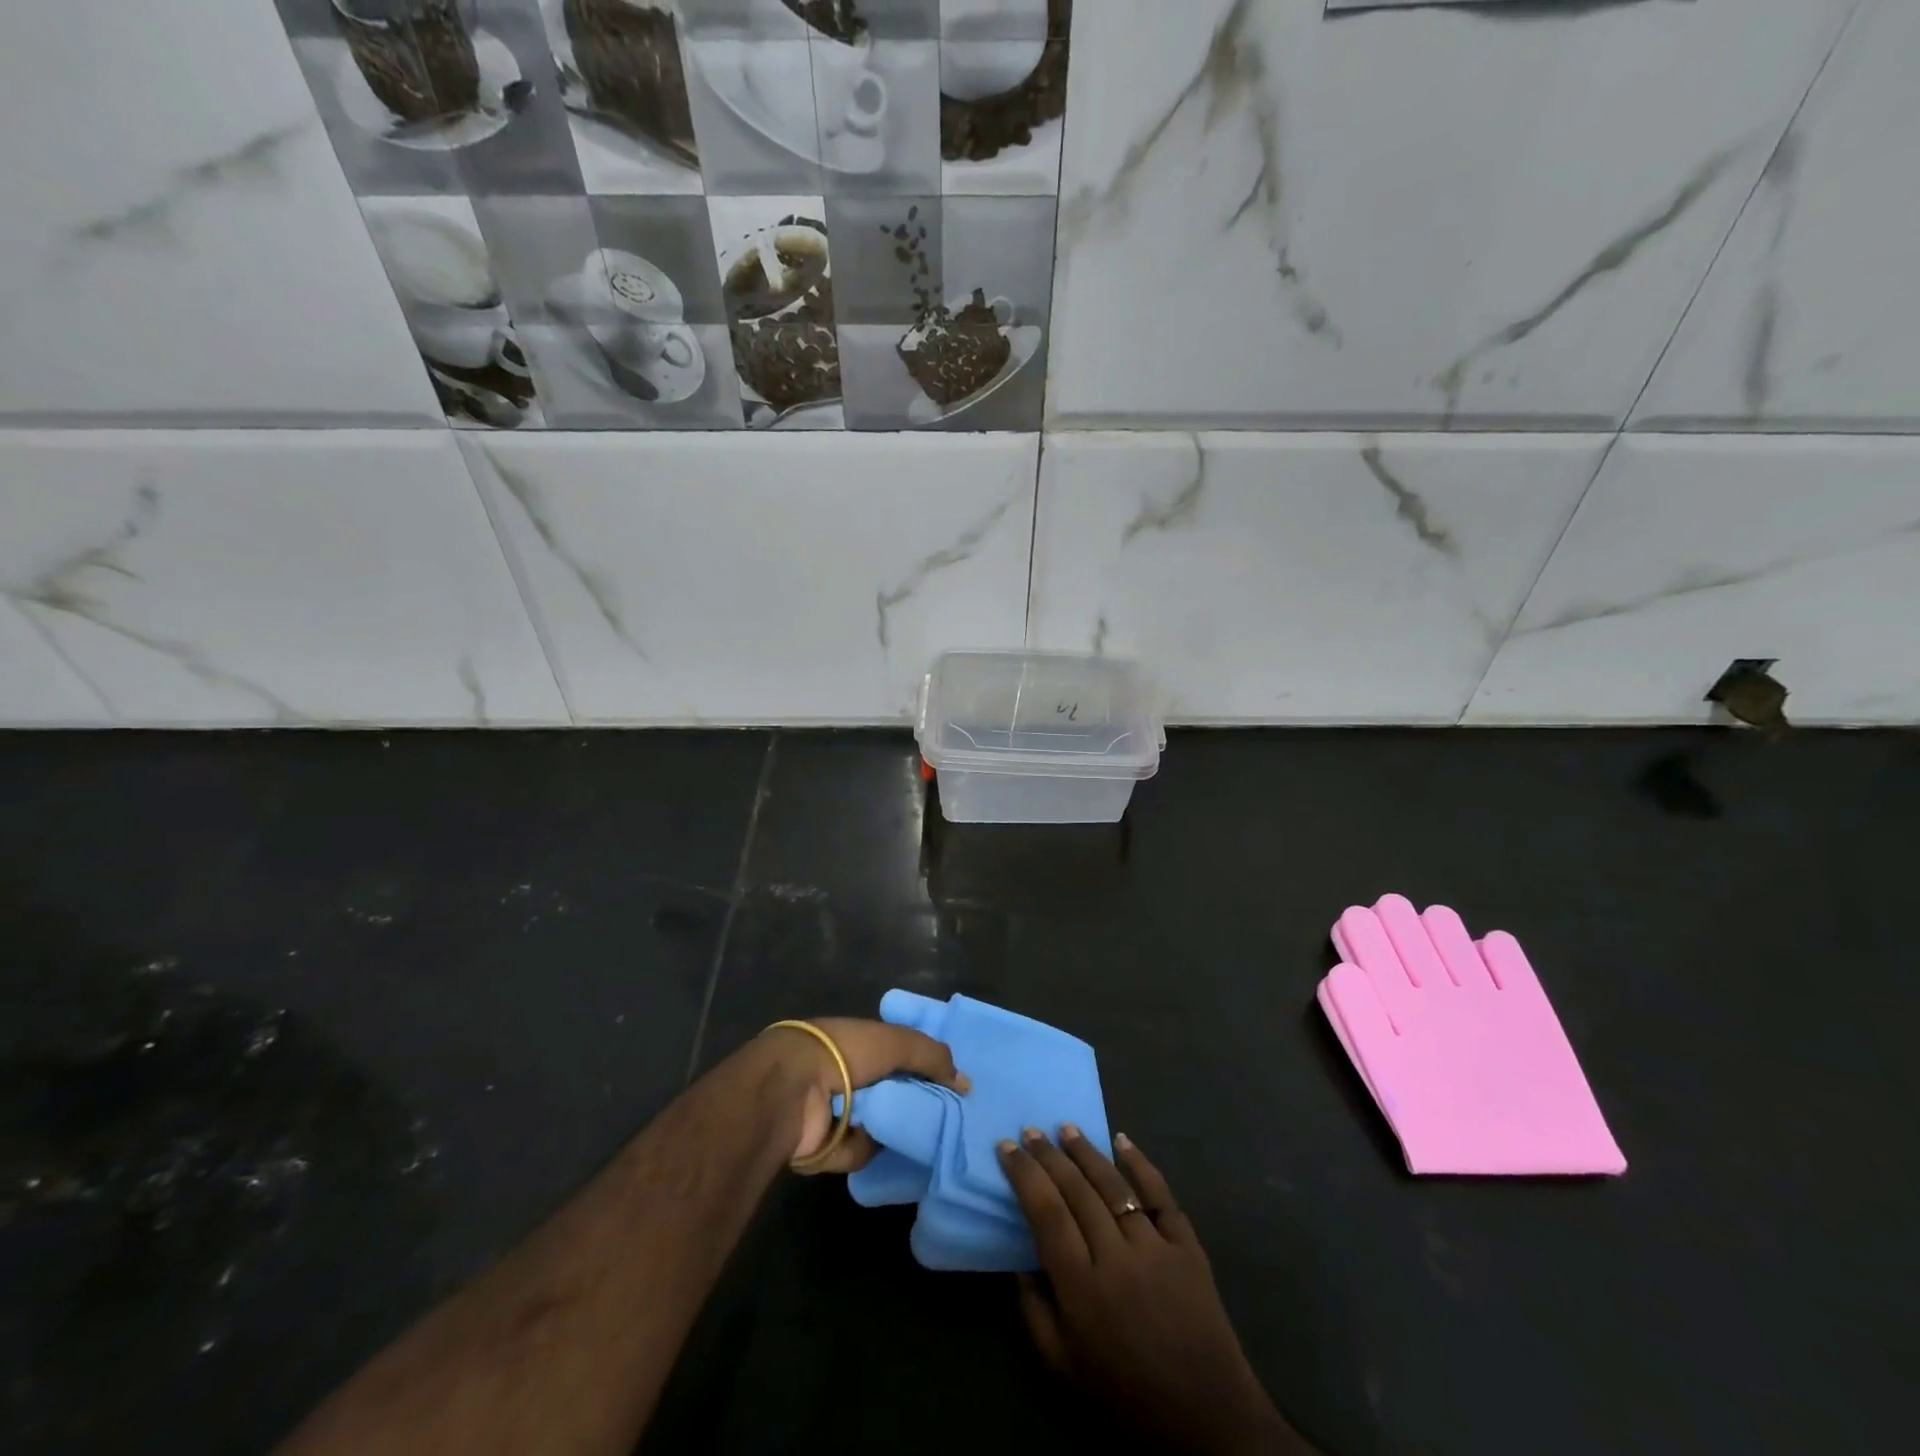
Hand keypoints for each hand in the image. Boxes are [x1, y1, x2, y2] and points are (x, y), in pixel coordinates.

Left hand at [758, 1018, 969, 1173]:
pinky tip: (875, 1144)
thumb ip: (932, 1056)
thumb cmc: (844, 1054)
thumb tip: (965, 1083)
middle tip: (948, 1120)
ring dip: (894, 1131)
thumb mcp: (896, 1042)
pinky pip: (860, 1152)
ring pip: (879, 1126)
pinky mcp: (825, 1146)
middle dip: (915, 1105)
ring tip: (920, 1137)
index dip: (926, 1067)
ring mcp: (835, 1111)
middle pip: (893, 1093)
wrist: (791, 1089)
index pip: (900, 1054)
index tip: (954, 1086)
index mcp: (860, 1044)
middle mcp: (848, 1075)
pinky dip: (866, 1148)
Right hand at [999, 1128, 1308, 1455]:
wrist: (1206, 1417)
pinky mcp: (1187, 1246)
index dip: (1025, 1175)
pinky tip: (1122, 1140)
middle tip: (1031, 1131)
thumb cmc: (1126, 1393)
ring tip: (1066, 1128)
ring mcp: (1155, 1248)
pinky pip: (1161, 1195)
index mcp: (1081, 1288)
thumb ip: (1034, 1311)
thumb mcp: (1064, 1366)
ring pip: (1114, 1185)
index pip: (1046, 1213)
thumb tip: (1019, 1260)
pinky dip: (1141, 1164)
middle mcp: (1116, 1258)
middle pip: (1076, 1191)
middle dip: (1049, 1156)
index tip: (1008, 1147)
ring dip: (1087, 1152)